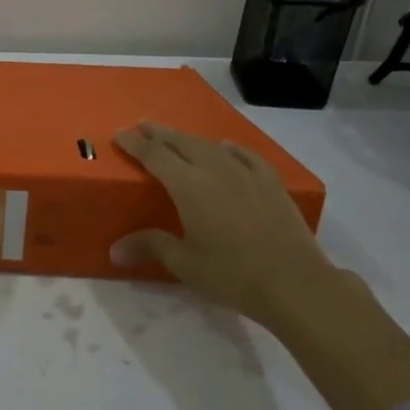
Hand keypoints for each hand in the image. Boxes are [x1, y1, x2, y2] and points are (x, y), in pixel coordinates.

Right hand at [111, 120, 343, 331]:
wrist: (294, 284)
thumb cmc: (232, 274)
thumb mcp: (185, 264)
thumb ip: (151, 247)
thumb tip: (115, 250)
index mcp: (189, 186)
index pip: (155, 156)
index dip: (136, 144)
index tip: (121, 134)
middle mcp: (216, 171)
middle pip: (182, 143)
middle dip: (160, 133)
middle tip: (143, 126)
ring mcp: (247, 174)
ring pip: (211, 146)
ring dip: (190, 138)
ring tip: (178, 137)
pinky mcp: (271, 184)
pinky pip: (246, 156)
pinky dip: (230, 148)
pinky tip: (227, 148)